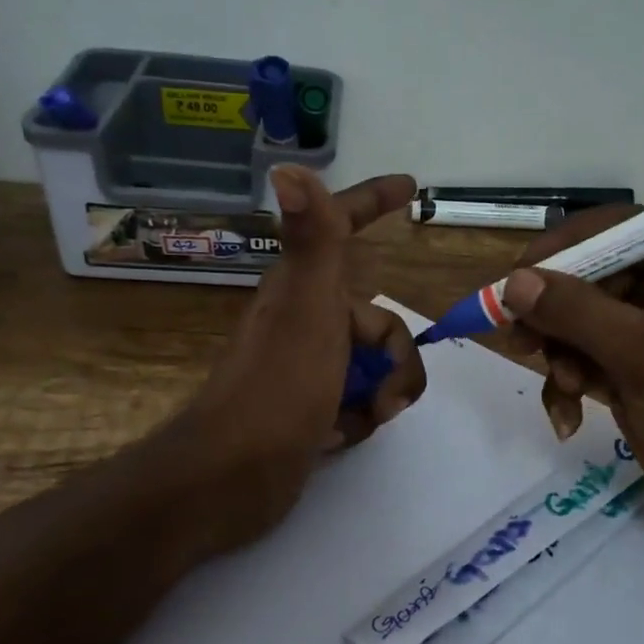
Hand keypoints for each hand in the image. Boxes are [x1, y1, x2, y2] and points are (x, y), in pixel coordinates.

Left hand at [168, 167, 426, 553]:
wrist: (234, 477)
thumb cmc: (278, 385)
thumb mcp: (308, 307)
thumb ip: (314, 239)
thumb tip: (288, 165)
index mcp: (304, 288)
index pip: (344, 227)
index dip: (374, 202)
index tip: (410, 188)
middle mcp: (305, 320)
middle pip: (379, 322)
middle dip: (397, 358)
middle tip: (386, 396)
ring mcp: (307, 367)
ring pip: (375, 364)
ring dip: (384, 391)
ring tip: (365, 420)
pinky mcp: (309, 408)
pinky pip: (359, 400)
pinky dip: (360, 418)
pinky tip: (337, 438)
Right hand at [502, 211, 643, 538]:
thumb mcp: (641, 355)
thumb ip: (576, 312)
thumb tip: (513, 281)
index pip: (621, 228)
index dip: (568, 245)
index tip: (520, 271)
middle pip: (592, 275)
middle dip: (556, 313)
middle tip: (519, 337)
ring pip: (580, 318)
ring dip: (561, 353)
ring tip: (565, 386)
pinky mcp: (632, 363)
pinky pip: (584, 355)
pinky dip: (569, 381)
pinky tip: (568, 417)